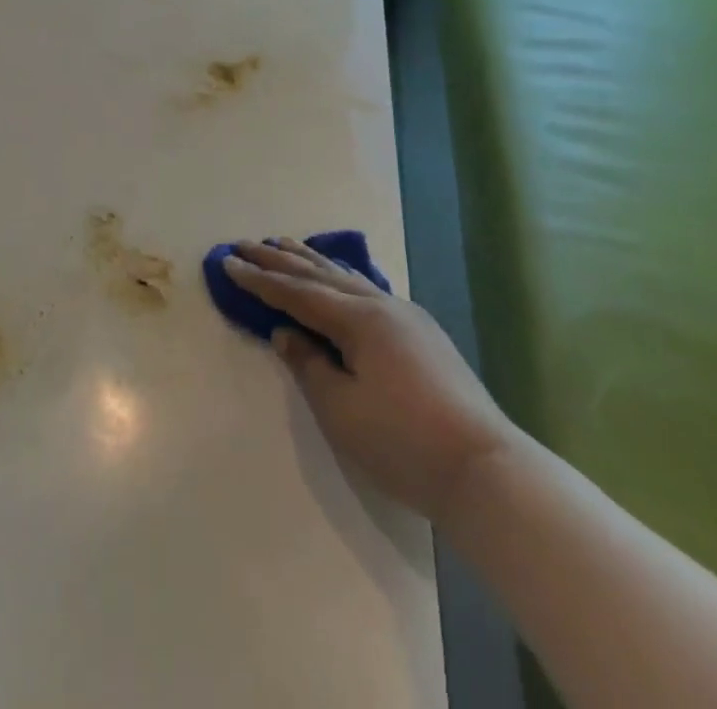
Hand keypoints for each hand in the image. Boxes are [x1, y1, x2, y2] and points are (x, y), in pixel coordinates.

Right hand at [222, 238, 514, 522]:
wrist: (489, 472)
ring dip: (311, 261)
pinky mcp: (423, 335)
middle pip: (319, 275)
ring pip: (347, 277)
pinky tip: (340, 276)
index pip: (296, 292)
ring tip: (284, 244)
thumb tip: (285, 333)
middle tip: (246, 243)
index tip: (227, 261)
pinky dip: (341, 277)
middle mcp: (381, 306)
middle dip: (279, 260)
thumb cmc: (404, 442)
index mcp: (358, 319)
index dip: (259, 279)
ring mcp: (407, 317)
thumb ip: (308, 364)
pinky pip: (368, 289)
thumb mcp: (341, 409)